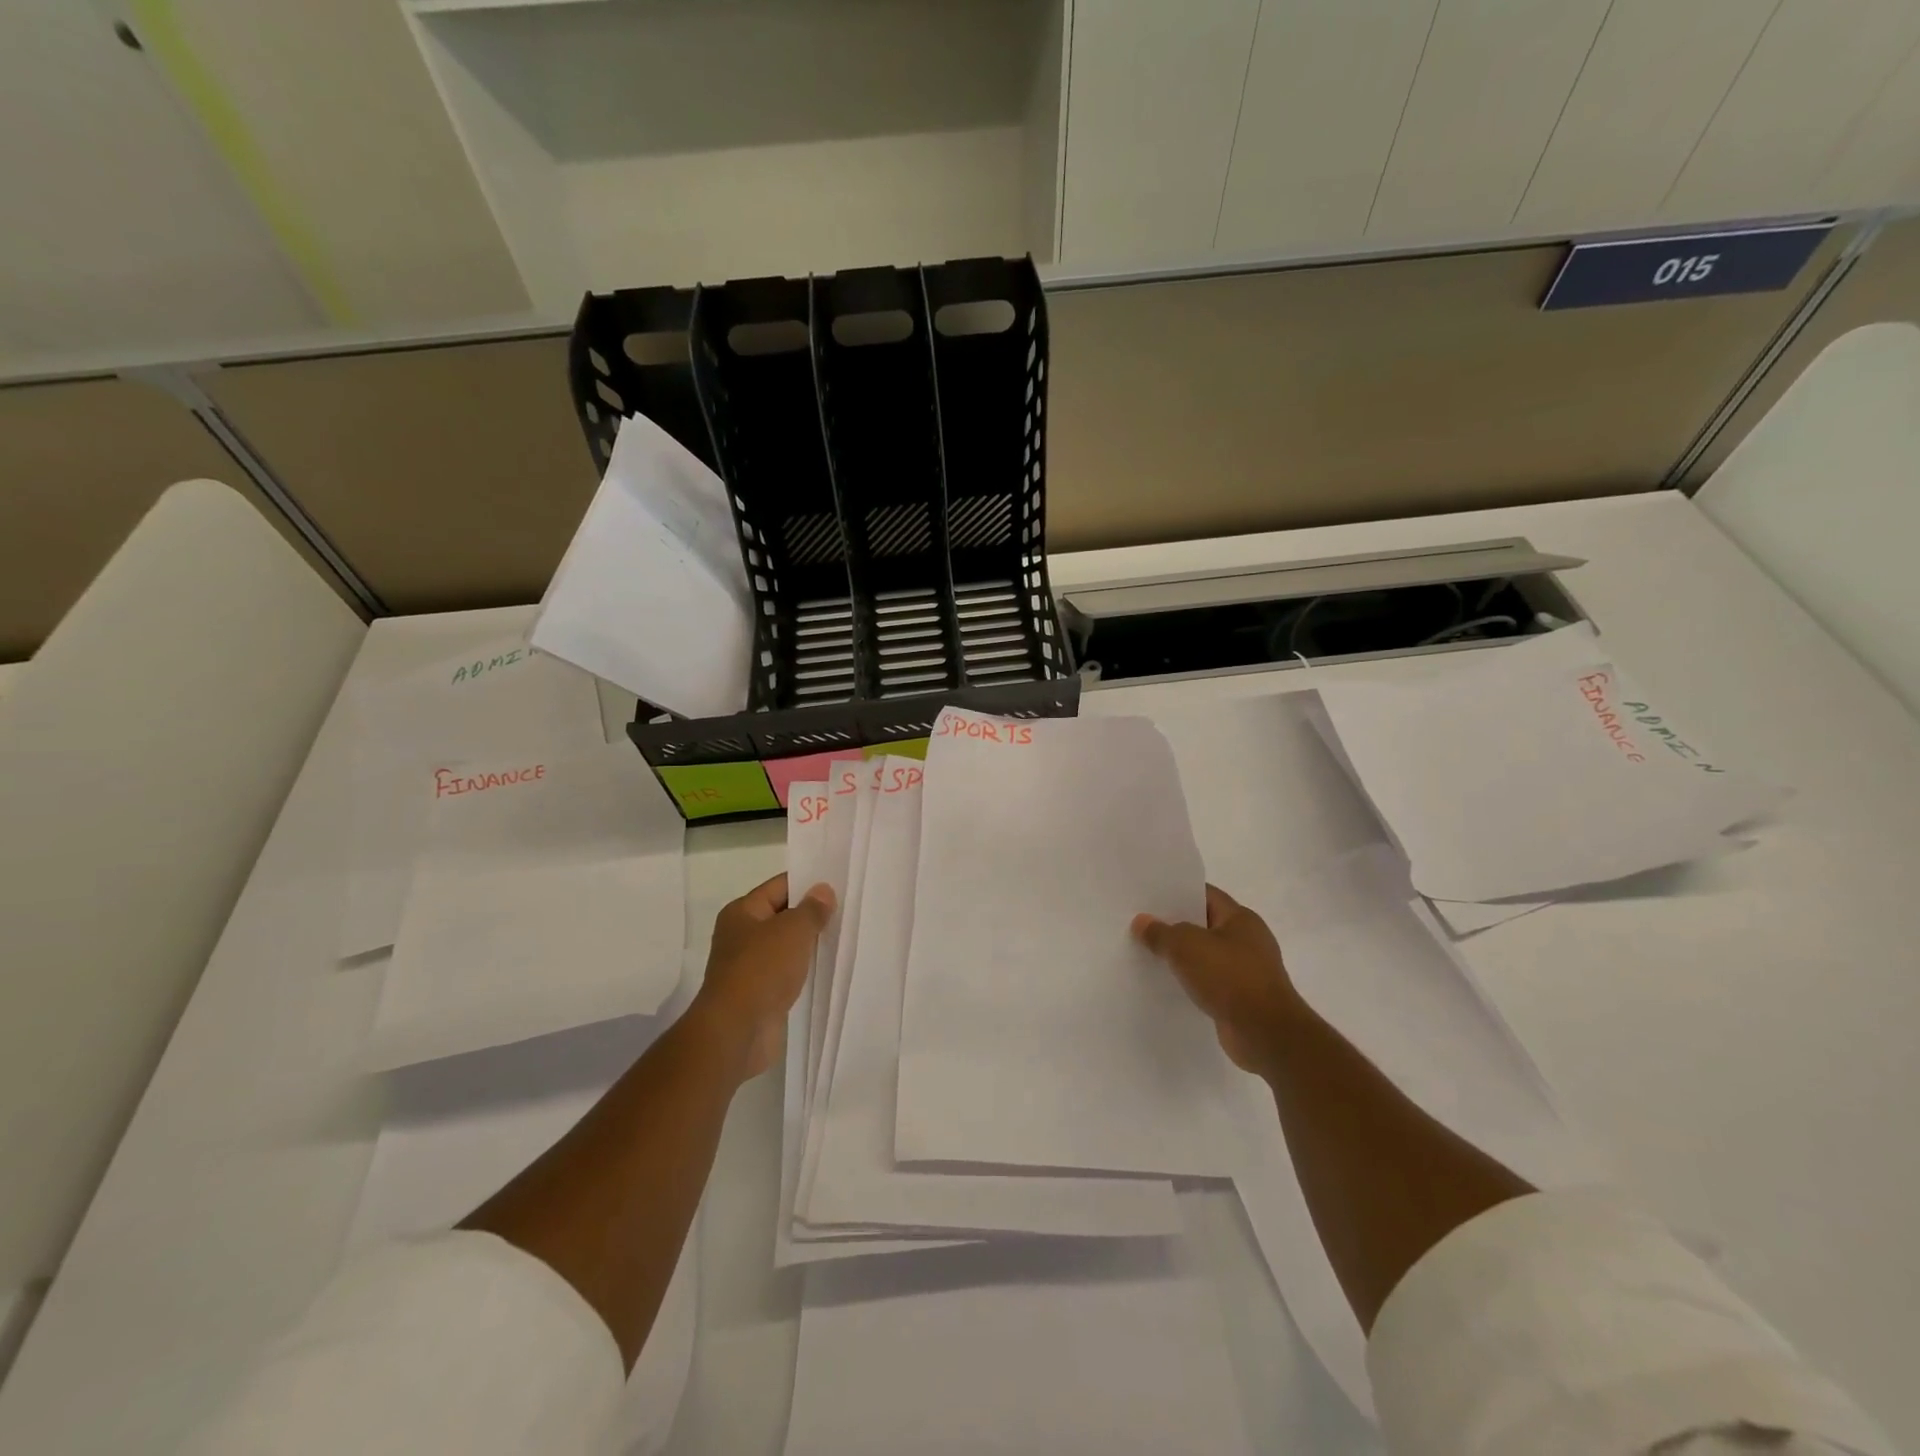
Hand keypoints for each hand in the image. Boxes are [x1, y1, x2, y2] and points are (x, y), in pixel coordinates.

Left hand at [693, 873, 833, 1082]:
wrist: (737, 1031)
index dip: (808, 882)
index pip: (779, 886)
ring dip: (810, 944)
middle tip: (849, 908)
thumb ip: (811, 909)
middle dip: (812, 914)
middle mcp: (742, 935)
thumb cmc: (761, 970)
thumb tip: (823, 890)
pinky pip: (788, 972)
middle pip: (783, 915)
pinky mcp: (760, 993)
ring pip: (787, 946)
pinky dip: (805, 970)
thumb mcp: (792, 930)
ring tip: (845, 936)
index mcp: (742, 912)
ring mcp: (750, 966)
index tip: (839, 883)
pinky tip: (829, 968)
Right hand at [1132, 885, 1304, 1076]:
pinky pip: (1210, 981)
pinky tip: (1168, 984)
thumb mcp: (1186, 946)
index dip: (1177, 893)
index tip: (1149, 897)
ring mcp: (1247, 970)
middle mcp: (1248, 940)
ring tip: (1148, 954)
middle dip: (1175, 925)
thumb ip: (1161, 932)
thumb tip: (1141, 922)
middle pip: (1204, 924)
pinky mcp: (1242, 998)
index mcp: (1241, 918)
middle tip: (1141, 925)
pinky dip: (1192, 981)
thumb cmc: (1229, 977)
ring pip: (1206, 955)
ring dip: (1182, 957)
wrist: (1266, 1034)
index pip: (1205, 894)